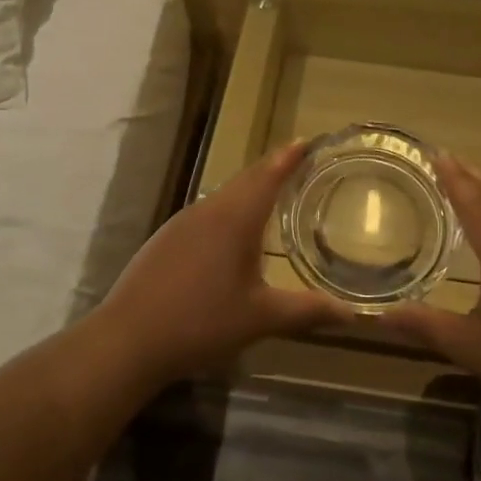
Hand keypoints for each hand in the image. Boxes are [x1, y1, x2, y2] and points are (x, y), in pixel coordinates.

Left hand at [94, 142, 353, 384]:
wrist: (128, 340)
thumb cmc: (201, 323)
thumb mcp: (260, 319)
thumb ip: (307, 311)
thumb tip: (352, 314)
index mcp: (235, 218)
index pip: (267, 175)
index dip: (288, 157)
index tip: (307, 140)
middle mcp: (208, 210)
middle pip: (245, 180)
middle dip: (272, 169)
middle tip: (297, 164)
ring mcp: (181, 223)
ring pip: (223, 196)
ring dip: (248, 190)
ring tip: (271, 196)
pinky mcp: (165, 239)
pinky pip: (205, 213)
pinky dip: (227, 210)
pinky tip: (231, 234)